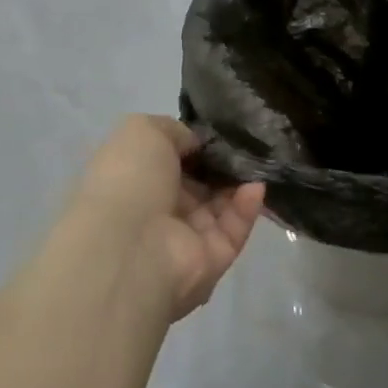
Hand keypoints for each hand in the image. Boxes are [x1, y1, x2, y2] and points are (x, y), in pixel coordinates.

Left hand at [61, 114, 265, 323]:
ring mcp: (186, 237)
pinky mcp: (213, 258)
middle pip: (202, 183)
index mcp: (137, 180)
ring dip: (240, 182)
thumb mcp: (142, 131)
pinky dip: (248, 207)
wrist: (130, 245)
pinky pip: (236, 228)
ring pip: (223, 204)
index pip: (173, 161)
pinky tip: (256, 186)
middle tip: (249, 144)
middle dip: (224, 164)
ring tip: (258, 161)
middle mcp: (160, 209)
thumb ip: (175, 130)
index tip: (220, 132)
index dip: (196, 145)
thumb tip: (198, 142)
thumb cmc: (129, 180)